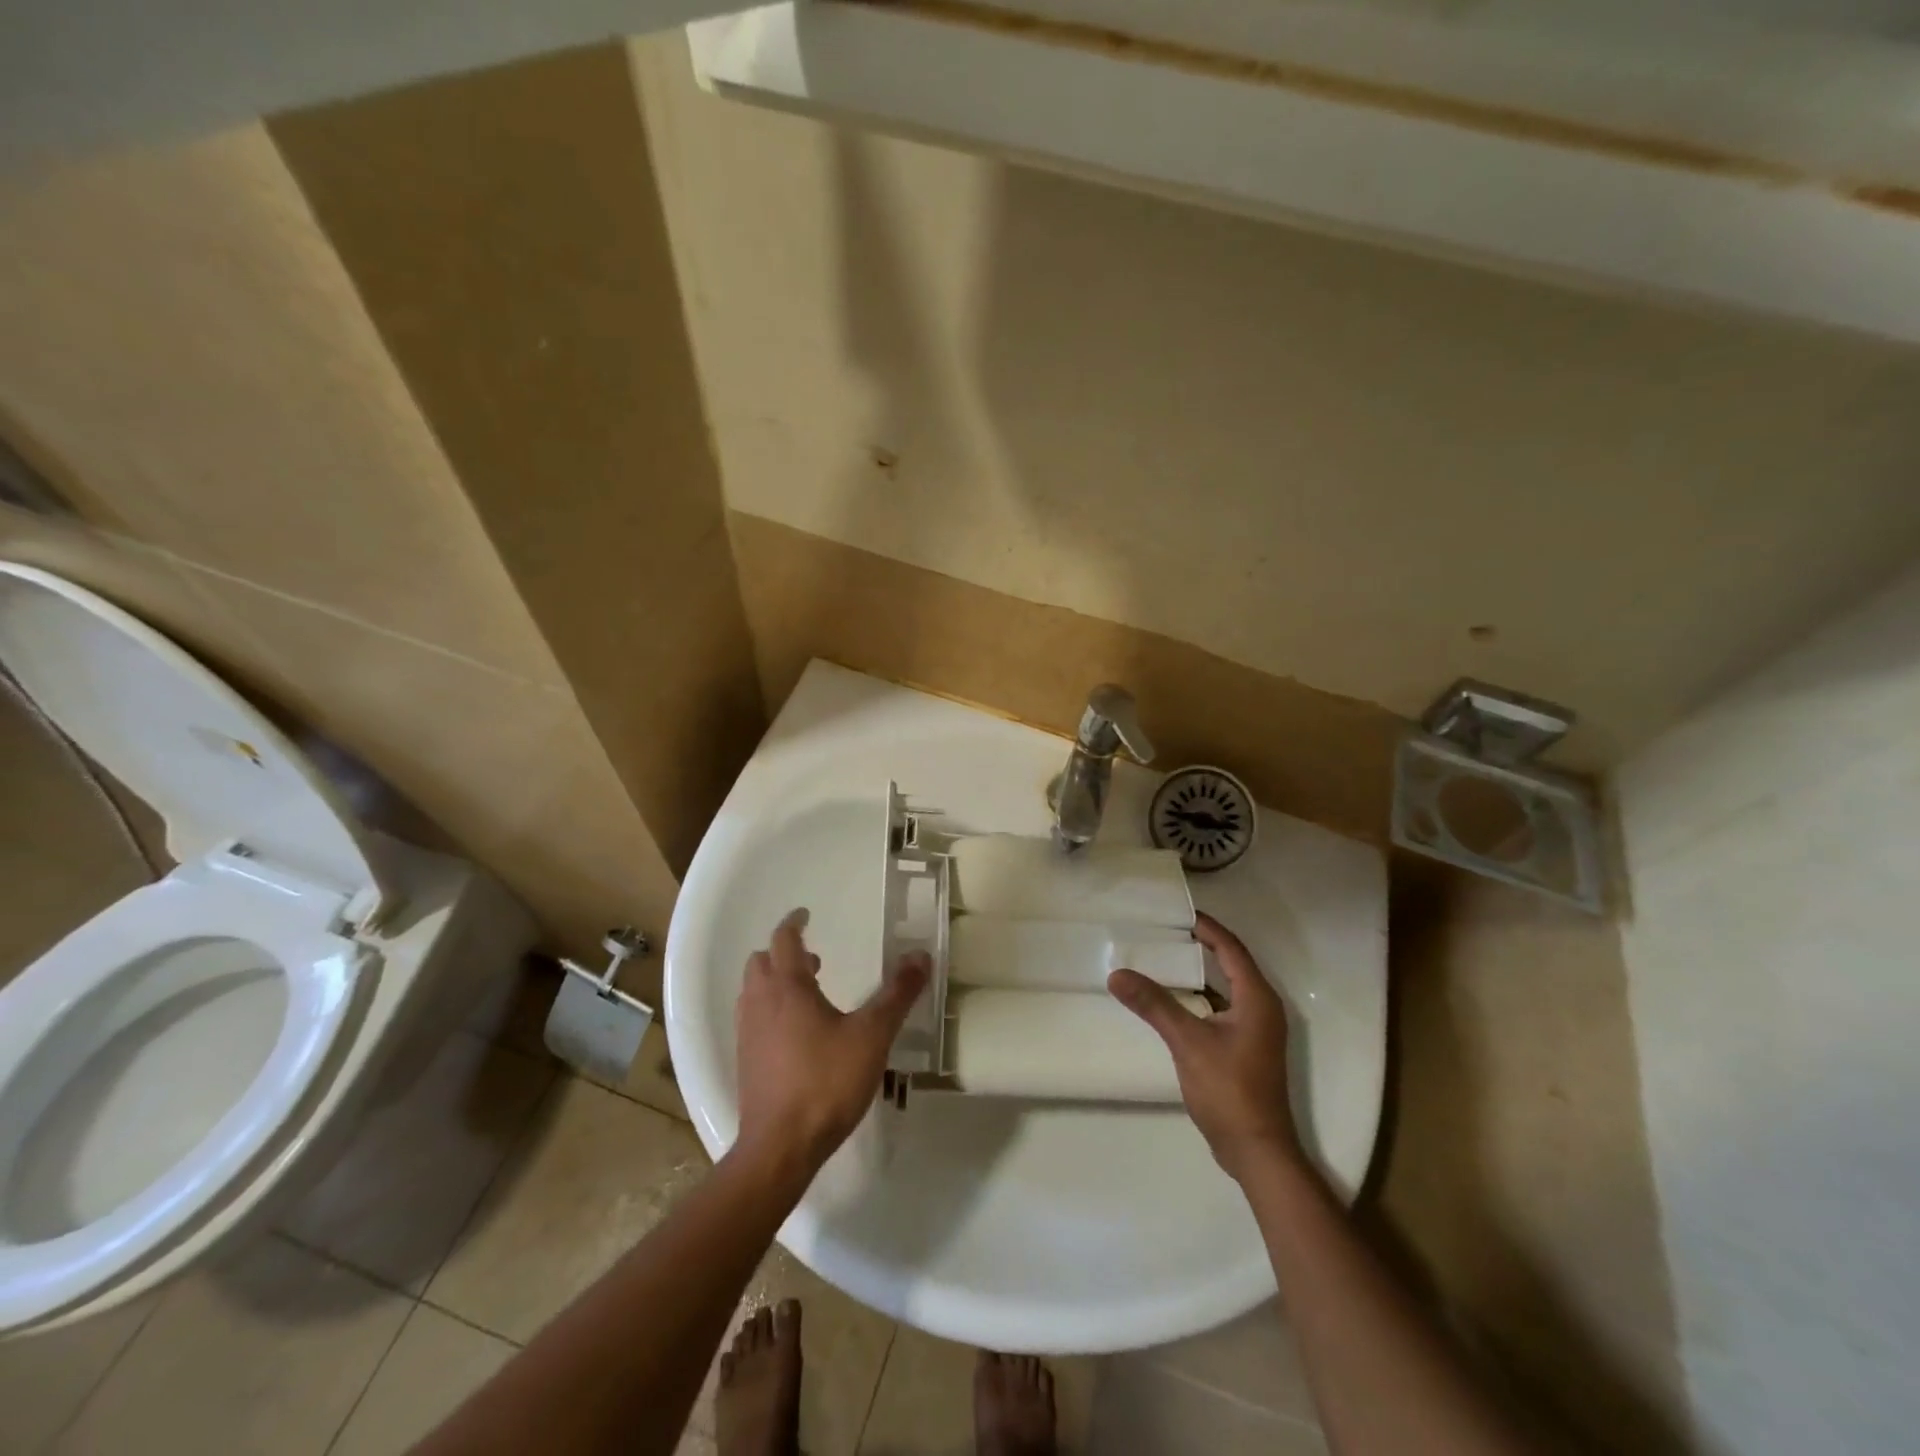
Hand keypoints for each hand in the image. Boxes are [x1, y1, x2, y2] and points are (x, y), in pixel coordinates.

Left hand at [734, 908, 929, 1177]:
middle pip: (762, 962)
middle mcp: (761, 1003)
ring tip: (810, 995)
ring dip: (776, 982)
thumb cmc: (826, 1082)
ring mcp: (748, 1033)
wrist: (780, 1147)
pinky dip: (771, 1010)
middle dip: (785, 953)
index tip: (806, 914)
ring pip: (754, 991)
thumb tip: (921, 956)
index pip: (784, 939)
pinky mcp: (746, 1061)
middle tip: (815, 959)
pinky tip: (797, 1035)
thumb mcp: (872, 1036)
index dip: (794, 923)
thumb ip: (897, 994)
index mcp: (788, 987)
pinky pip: (754, 1019)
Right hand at [1109, 911, 1303, 1182]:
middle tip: (1164, 931)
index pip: (1231, 949)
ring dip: (1197, 973)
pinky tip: (1171, 1001)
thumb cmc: (1230, 1090)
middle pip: (1230, 964)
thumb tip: (1117, 974)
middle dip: (1200, 945)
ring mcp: (1255, 1031)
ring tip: (1162, 958)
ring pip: (1224, 989)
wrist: (1257, 1151)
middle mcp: (1262, 1009)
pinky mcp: (1245, 1049)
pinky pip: (1220, 1009)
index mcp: (1257, 999)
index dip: (1207, 928)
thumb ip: (1154, 1005)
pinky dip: (1198, 998)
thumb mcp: (1188, 1042)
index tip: (1178, 913)